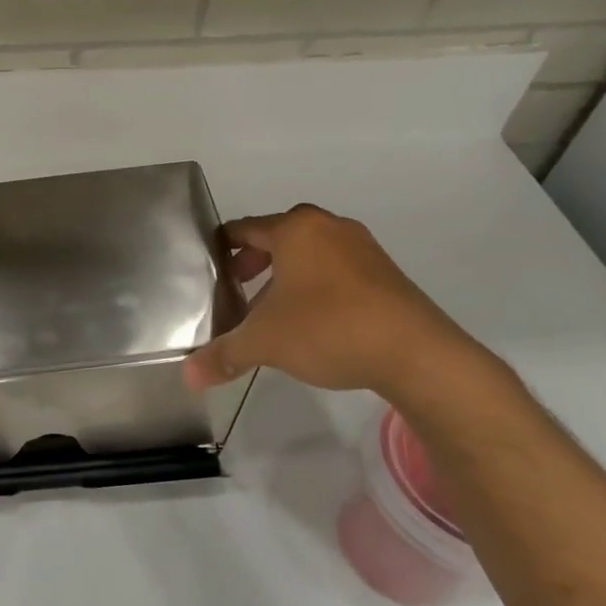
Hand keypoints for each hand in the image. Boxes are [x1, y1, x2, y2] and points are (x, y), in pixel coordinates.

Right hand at [183, 204, 483, 398]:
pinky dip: (316, 285)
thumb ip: (223, 355)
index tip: (207, 270)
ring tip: (271, 310)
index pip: (243, 228)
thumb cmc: (328, 329)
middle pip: (277, 237)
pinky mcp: (386, 273)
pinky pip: (337, 269)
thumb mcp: (265, 343)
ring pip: (309, 253)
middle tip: (235, 290)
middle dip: (253, 262)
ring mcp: (362, 248)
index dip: (220, 249)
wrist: (417, 355)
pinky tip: (312, 320)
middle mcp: (328, 228)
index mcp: (294, 230)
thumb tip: (188, 377)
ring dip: (286, 276)